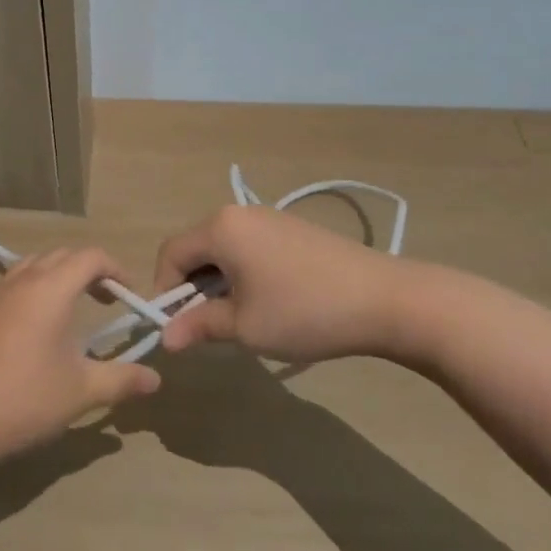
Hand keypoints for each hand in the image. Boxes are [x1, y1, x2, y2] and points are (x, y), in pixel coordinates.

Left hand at [0, 248, 160, 464]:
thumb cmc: (26, 397)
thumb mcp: (83, 390)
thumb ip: (122, 379)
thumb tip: (156, 379)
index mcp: (51, 288)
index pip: (90, 257)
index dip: (115, 269)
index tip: (130, 296)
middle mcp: (23, 280)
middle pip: (62, 255)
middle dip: (90, 270)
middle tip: (108, 301)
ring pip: (34, 265)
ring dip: (59, 276)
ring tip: (74, 308)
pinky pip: (15, 283)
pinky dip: (36, 288)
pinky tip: (39, 327)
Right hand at [154, 204, 441, 364]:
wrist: (386, 299)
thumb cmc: (303, 312)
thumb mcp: (244, 326)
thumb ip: (199, 326)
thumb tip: (166, 338)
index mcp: (220, 228)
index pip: (171, 254)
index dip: (164, 291)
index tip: (178, 327)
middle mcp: (239, 213)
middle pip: (197, 248)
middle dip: (193, 288)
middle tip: (208, 327)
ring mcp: (270, 218)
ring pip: (224, 249)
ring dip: (219, 282)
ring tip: (241, 318)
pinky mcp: (293, 229)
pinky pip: (250, 247)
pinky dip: (244, 273)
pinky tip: (270, 302)